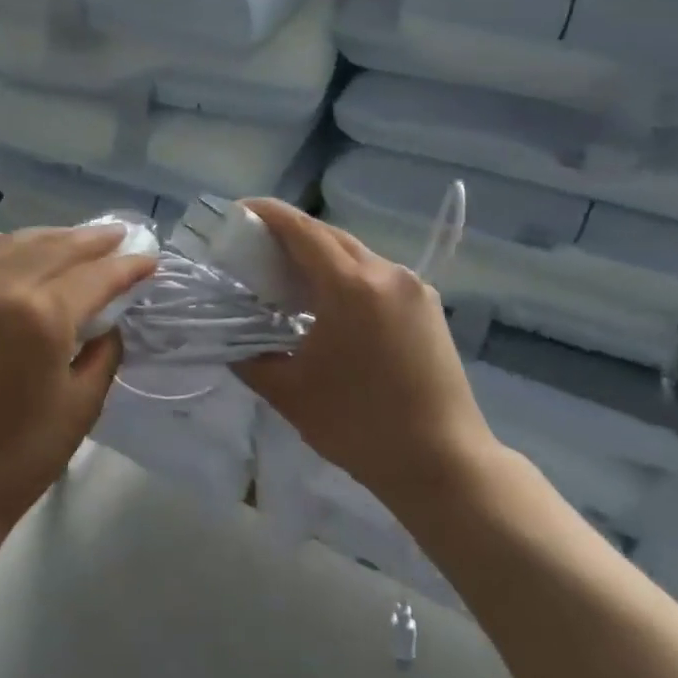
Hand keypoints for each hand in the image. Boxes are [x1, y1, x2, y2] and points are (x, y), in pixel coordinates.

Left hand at [0, 224, 157, 560]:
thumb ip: (104, 350)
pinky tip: (25, 262)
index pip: (93, 276)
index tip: (148, 258)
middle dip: (91, 240)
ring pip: (9, 247)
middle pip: (52, 248)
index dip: (126, 266)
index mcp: (39, 316)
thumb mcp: (83, 404)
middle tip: (118, 235)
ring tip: (75, 240)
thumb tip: (108, 320)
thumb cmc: (23, 457)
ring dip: (49, 239)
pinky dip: (9, 257)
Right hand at [234, 200, 500, 513]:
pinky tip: (330, 304)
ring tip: (289, 278)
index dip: (267, 214)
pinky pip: (377, 276)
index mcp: (351, 286)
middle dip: (290, 234)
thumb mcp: (290, 393)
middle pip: (329, 236)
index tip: (237, 212)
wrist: (445, 465)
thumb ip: (250, 359)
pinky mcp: (427, 308)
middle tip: (256, 248)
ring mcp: (413, 289)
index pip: (301, 230)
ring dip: (320, 257)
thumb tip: (232, 342)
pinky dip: (346, 276)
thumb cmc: (360, 426)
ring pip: (355, 255)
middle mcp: (386, 274)